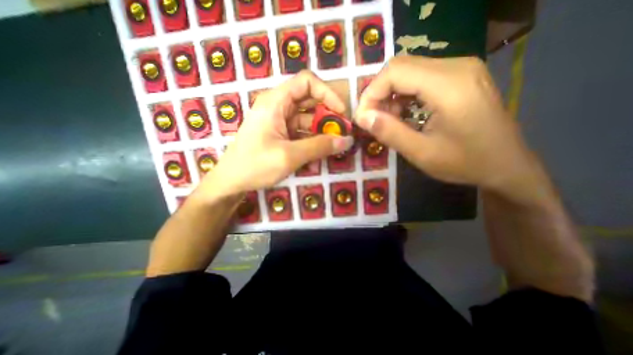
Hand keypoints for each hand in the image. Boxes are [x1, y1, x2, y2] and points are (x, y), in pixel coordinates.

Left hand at [200, 71, 353, 198]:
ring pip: (307, 121)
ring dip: (320, 134)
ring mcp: (279, 122)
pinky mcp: (281, 135)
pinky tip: (316, 160)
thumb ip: (319, 146)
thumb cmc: (255, 165)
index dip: (327, 93)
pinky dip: (311, 144)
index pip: (307, 82)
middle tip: (341, 134)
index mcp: (275, 102)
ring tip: (332, 150)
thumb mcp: (290, 156)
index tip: (341, 113)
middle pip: (310, 102)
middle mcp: (278, 107)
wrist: (231, 182)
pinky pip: (301, 134)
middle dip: (327, 117)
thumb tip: (347, 140)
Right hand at [355, 56, 538, 196]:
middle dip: (378, 93)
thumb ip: (389, 132)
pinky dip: (403, 95)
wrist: (506, 165)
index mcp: (449, 84)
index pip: (394, 72)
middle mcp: (456, 66)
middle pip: (400, 66)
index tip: (363, 118)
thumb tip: (362, 117)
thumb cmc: (465, 162)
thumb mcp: (421, 153)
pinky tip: (404, 114)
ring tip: (389, 120)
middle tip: (373, 120)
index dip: (371, 93)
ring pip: (408, 71)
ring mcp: (460, 69)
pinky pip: (420, 77)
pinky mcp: (459, 77)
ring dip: (390, 95)